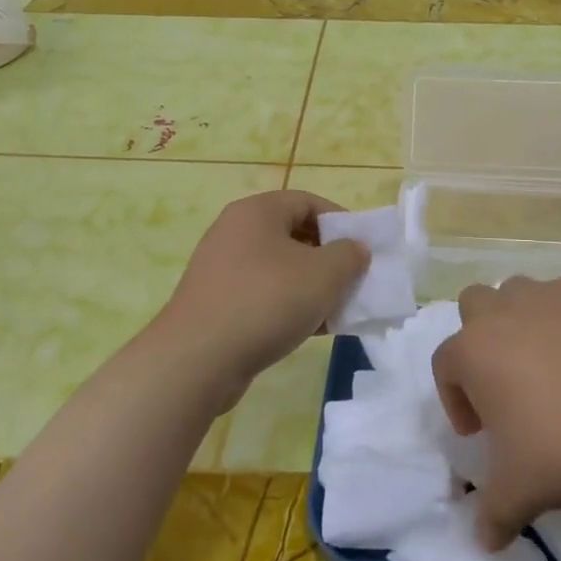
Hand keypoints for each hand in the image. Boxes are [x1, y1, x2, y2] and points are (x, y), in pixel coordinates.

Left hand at [153, 190, 368, 402]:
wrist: (198, 359)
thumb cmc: (267, 301)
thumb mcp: (324, 275)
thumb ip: (349, 255)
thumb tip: (355, 249)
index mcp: (257, 212)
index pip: (308, 202)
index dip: (341, 221)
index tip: (363, 248)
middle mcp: (235, 231)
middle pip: (293, 235)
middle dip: (328, 258)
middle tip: (352, 281)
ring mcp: (222, 268)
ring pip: (280, 268)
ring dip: (311, 286)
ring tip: (336, 311)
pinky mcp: (216, 302)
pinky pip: (262, 294)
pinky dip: (288, 305)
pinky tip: (310, 330)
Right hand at [432, 275, 560, 548]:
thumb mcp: (521, 491)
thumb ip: (492, 515)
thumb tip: (482, 543)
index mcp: (473, 351)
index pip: (444, 366)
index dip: (456, 400)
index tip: (481, 432)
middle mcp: (503, 312)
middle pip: (474, 306)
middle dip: (481, 339)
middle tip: (508, 384)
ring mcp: (549, 294)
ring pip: (519, 294)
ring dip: (523, 321)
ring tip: (551, 364)